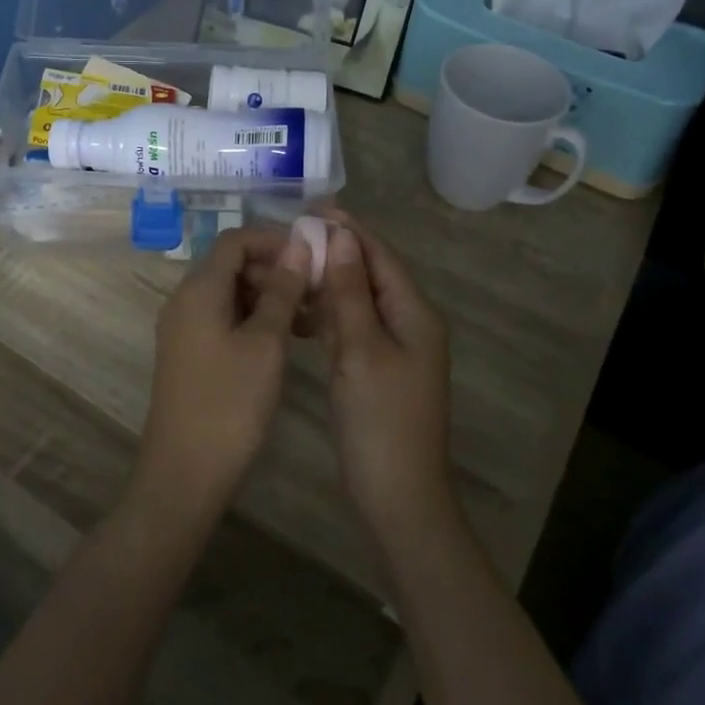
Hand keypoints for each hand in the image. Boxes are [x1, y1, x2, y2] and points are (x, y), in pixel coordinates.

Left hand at [132, 226, 312, 527]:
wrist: (185, 473)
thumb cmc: (229, 404)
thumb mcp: (265, 344)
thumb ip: (282, 291)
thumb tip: (298, 246)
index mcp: (199, 290)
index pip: (235, 240)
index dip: (274, 240)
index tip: (313, 257)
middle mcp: (185, 300)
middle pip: (232, 265)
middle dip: (276, 270)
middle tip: (317, 291)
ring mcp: (185, 329)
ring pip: (231, 294)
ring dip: (270, 297)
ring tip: (310, 318)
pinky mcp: (191, 353)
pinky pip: (225, 319)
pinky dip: (256, 320)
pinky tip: (287, 340)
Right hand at [315, 212, 458, 545]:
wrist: (397, 495)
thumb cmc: (381, 420)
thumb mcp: (361, 350)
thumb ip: (350, 293)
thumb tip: (341, 238)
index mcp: (415, 313)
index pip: (380, 256)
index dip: (349, 230)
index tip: (311, 208)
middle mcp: (409, 323)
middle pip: (370, 274)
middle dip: (335, 252)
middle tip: (291, 236)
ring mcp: (394, 348)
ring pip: (359, 301)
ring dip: (329, 282)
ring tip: (289, 266)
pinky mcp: (376, 369)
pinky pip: (353, 328)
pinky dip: (328, 315)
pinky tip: (300, 311)